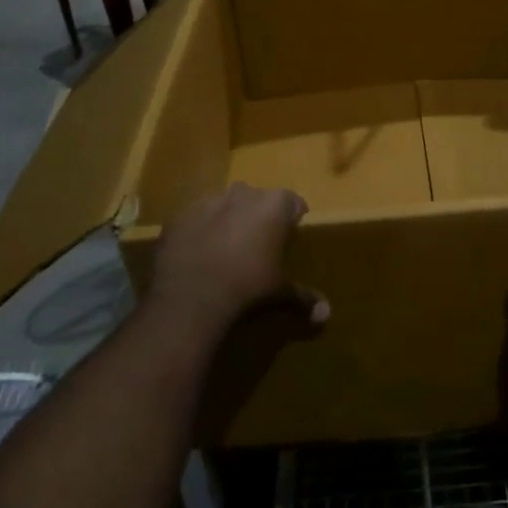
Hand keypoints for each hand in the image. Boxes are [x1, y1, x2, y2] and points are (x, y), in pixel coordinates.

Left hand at [145, 183, 324, 332]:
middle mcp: (244, 193)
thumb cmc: (248, 286)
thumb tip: (326, 314)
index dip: (292, 219)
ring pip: (225, 205)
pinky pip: (196, 218)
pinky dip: (200, 230)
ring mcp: (209, 200)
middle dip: (259, 217)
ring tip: (225, 250)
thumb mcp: (279, 292)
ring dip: (228, 220)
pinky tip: (198, 254)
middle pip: (258, 199)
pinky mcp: (180, 214)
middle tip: (258, 245)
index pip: (293, 202)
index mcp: (274, 204)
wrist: (191, 297)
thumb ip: (304, 297)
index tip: (289, 238)